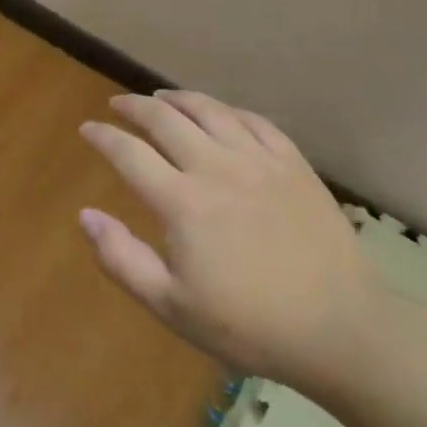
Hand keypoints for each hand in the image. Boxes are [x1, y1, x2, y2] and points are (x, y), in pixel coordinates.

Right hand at [77, 90, 382, 392]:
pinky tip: (218, 112)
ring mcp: (259, 161)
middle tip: (117, 104)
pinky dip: (226, 110)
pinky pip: (254, 121)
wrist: (340, 329)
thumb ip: (122, 259)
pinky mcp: (293, 164)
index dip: (102, 136)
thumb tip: (85, 215)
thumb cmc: (249, 325)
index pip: (129, 153)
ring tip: (160, 97)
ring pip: (209, 110)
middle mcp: (216, 168)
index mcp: (182, 202)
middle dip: (134, 107)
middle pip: (165, 119)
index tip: (87, 128)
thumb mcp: (172, 306)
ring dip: (177, 99)